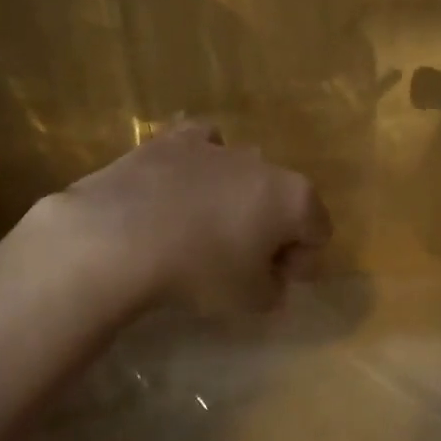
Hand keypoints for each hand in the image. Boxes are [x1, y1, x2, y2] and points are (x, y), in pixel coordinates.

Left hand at [44, 122, 330, 313]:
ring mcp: (216, 146)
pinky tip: (180, 188)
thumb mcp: (250, 301)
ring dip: (234, 198)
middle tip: (240, 262)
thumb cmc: (200, 271)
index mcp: (294, 198)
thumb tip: (270, 278)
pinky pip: (200, 147)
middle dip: (268, 228)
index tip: (274, 284)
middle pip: (281, 198)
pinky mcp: (172, 139)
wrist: (121, 236)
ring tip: (203, 229)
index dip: (301, 261)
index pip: (318, 231)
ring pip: (241, 172)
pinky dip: (198, 165)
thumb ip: (274, 289)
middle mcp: (263, 162)